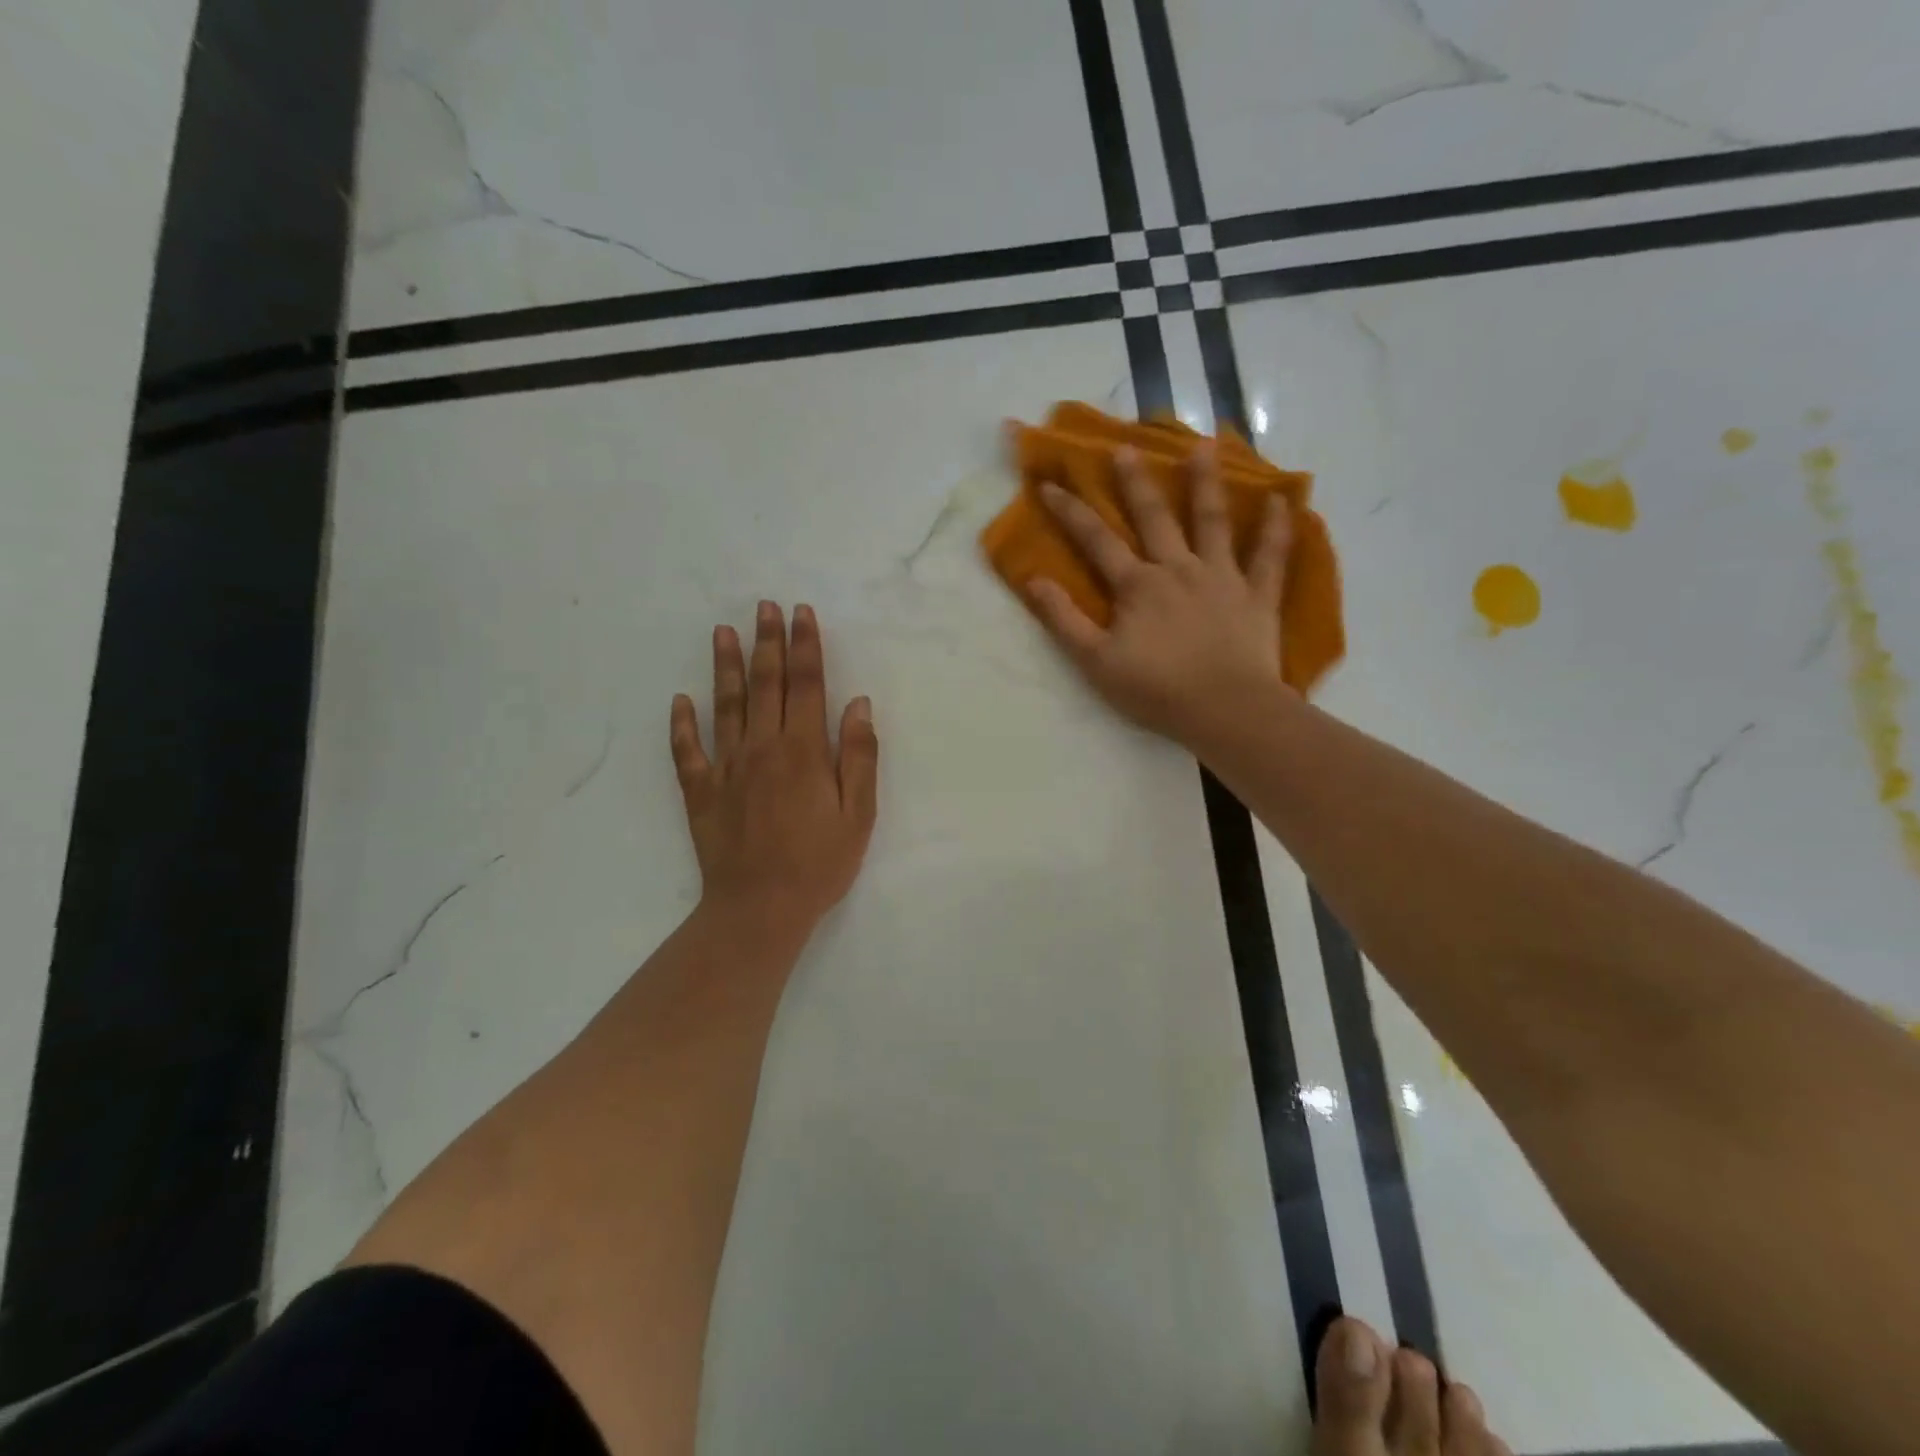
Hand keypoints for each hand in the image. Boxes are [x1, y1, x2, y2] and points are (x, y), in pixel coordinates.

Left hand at [670, 602, 878, 936]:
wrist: (760, 908)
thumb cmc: (819, 863)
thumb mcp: (858, 814)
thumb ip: (859, 756)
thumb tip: (858, 704)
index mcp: (804, 751)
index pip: (806, 685)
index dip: (805, 646)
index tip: (801, 613)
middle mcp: (763, 747)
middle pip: (765, 684)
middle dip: (767, 642)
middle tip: (764, 606)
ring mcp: (726, 768)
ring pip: (725, 706)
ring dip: (725, 666)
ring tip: (722, 631)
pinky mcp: (700, 792)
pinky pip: (687, 751)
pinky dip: (681, 725)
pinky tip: (680, 701)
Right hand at [1028, 445, 1293, 747]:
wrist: (1224, 710)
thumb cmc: (1156, 690)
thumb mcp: (1095, 661)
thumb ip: (1064, 619)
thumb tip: (1033, 580)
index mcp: (1137, 586)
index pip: (1096, 541)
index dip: (1071, 512)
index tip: (1050, 484)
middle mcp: (1178, 569)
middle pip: (1154, 517)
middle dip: (1136, 482)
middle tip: (1126, 448)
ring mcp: (1222, 578)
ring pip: (1212, 522)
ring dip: (1206, 483)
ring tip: (1206, 445)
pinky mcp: (1257, 596)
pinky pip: (1270, 556)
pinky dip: (1276, 528)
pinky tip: (1280, 500)